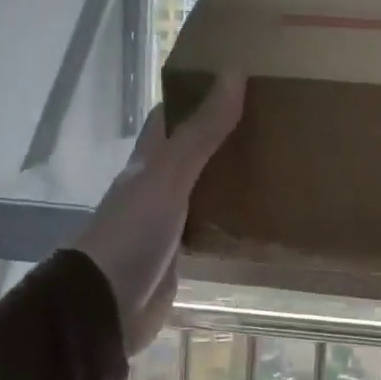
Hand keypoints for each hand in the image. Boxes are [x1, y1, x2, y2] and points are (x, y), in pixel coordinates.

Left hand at [77, 75, 243, 355]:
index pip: (170, 116)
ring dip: (229, 176)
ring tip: (274, 161)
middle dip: (222, 135)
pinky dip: (230, 217)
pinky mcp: (178, 254)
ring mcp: (166, 221)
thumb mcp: (169, 176)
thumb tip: (233, 72)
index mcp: (148, 161)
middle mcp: (155, 185)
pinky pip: (208, 226)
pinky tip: (259, 214)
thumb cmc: (133, 233)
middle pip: (191, 151)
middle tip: (269, 121)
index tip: (236, 79)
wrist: (106, 306)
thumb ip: (201, 131)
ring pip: (202, 188)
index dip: (197, 94)